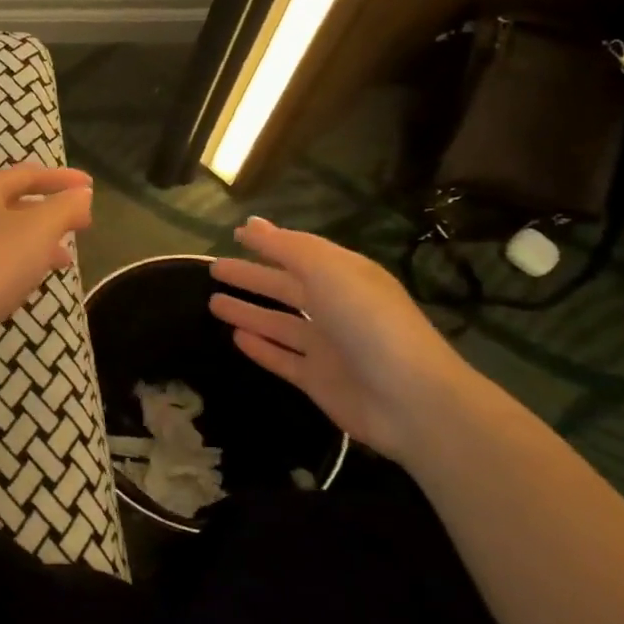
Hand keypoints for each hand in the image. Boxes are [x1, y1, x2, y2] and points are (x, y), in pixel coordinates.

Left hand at [0, 165, 93, 348]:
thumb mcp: (38, 230)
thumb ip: (64, 208)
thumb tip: (82, 195)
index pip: (27, 175)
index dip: (61, 178)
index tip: (91, 187)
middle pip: (14, 203)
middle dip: (50, 211)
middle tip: (82, 223)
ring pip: (6, 236)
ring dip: (38, 241)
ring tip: (66, 259)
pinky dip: (21, 264)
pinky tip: (33, 281)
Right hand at [209, 218, 475, 462]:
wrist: (410, 400)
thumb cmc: (369, 323)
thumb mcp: (328, 272)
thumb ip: (288, 248)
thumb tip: (250, 223)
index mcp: (345, 276)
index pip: (300, 252)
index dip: (269, 242)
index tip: (235, 234)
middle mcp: (336, 307)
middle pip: (286, 286)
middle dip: (252, 276)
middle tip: (215, 269)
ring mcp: (327, 346)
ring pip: (279, 322)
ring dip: (248, 311)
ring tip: (212, 302)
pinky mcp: (319, 380)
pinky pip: (282, 358)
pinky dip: (260, 347)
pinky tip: (236, 337)